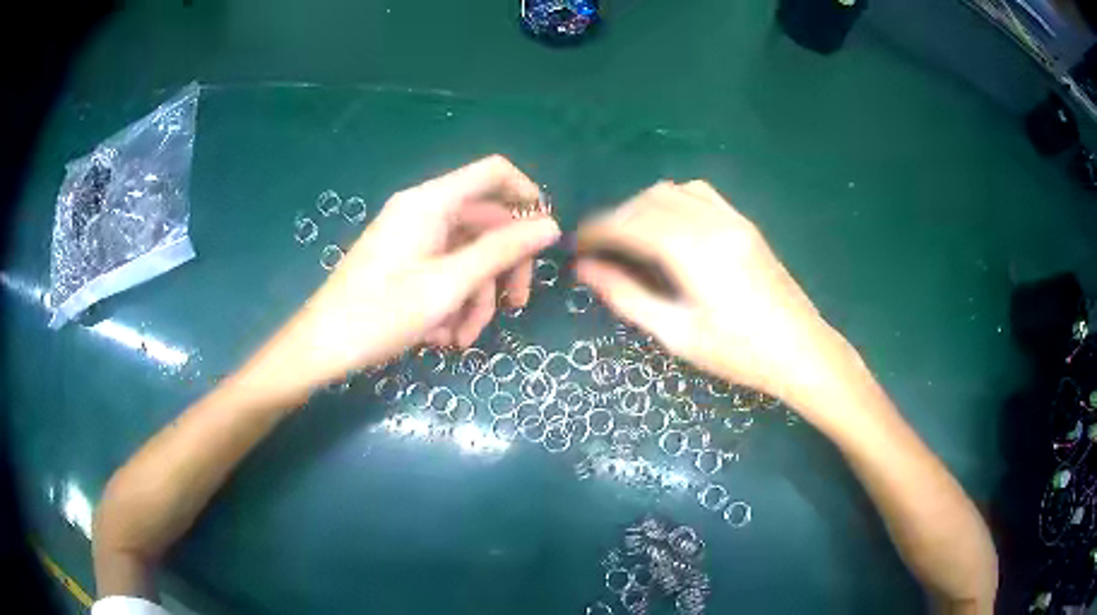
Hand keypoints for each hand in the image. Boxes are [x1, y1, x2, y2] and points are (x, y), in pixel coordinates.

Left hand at [268, 155, 559, 393]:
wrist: (323, 345)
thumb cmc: (381, 313)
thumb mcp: (449, 285)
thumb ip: (502, 251)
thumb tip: (550, 226)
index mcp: (432, 202)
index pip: (494, 173)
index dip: (527, 196)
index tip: (544, 237)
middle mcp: (424, 211)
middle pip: (485, 223)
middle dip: (501, 269)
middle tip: (514, 308)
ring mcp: (413, 237)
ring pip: (467, 255)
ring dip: (474, 298)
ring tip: (463, 339)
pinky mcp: (404, 261)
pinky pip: (444, 271)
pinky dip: (451, 301)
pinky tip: (441, 337)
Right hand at [575, 180, 850, 409]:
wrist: (801, 350)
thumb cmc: (739, 353)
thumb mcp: (677, 334)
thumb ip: (628, 296)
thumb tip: (585, 270)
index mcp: (694, 251)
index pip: (631, 223)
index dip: (597, 230)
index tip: (577, 245)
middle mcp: (712, 222)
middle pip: (648, 201)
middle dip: (616, 218)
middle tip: (598, 249)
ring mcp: (732, 218)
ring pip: (672, 191)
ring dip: (642, 207)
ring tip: (629, 238)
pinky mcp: (744, 223)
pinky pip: (699, 193)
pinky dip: (672, 201)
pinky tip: (668, 227)